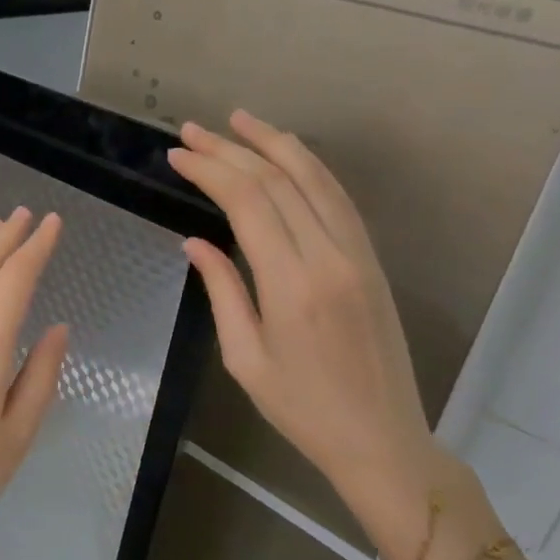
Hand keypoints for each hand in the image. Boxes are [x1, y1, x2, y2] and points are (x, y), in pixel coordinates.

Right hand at [167, 111, 433, 499]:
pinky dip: (309, 168)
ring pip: (315, 179)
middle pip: (278, 181)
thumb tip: (194, 242)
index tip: (178, 155)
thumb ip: (223, 291)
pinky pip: (338, 199)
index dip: (210, 170)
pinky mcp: (371, 260)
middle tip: (192, 130)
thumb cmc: (302, 409)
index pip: (247, 202)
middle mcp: (329, 257)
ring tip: (240, 120)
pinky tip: (286, 155)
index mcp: (293, 284)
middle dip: (231, 149)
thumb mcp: (245, 358)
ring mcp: (358, 254)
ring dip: (275, 143)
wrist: (382, 439)